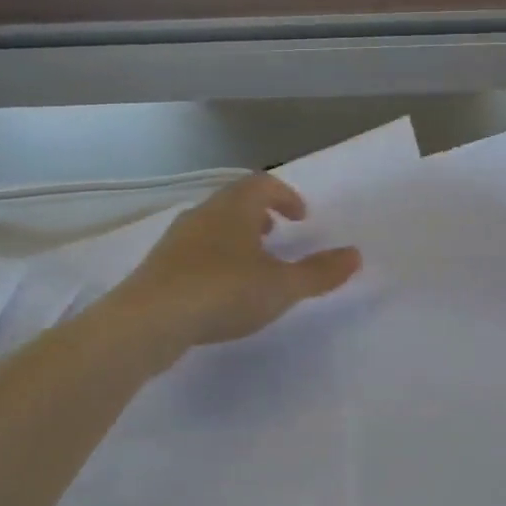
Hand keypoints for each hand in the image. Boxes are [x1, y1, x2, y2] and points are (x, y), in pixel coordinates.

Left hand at [118, 174, 360, 347]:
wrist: (150, 321)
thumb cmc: (224, 292)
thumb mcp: (282, 286)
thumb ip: (320, 272)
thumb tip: (355, 255)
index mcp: (234, 208)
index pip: (262, 184)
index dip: (285, 196)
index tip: (301, 217)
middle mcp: (202, 215)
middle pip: (234, 202)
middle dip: (260, 215)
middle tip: (277, 234)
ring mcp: (177, 240)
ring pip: (213, 226)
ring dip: (237, 237)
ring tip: (253, 264)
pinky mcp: (160, 267)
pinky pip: (196, 252)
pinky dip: (216, 259)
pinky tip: (222, 290)